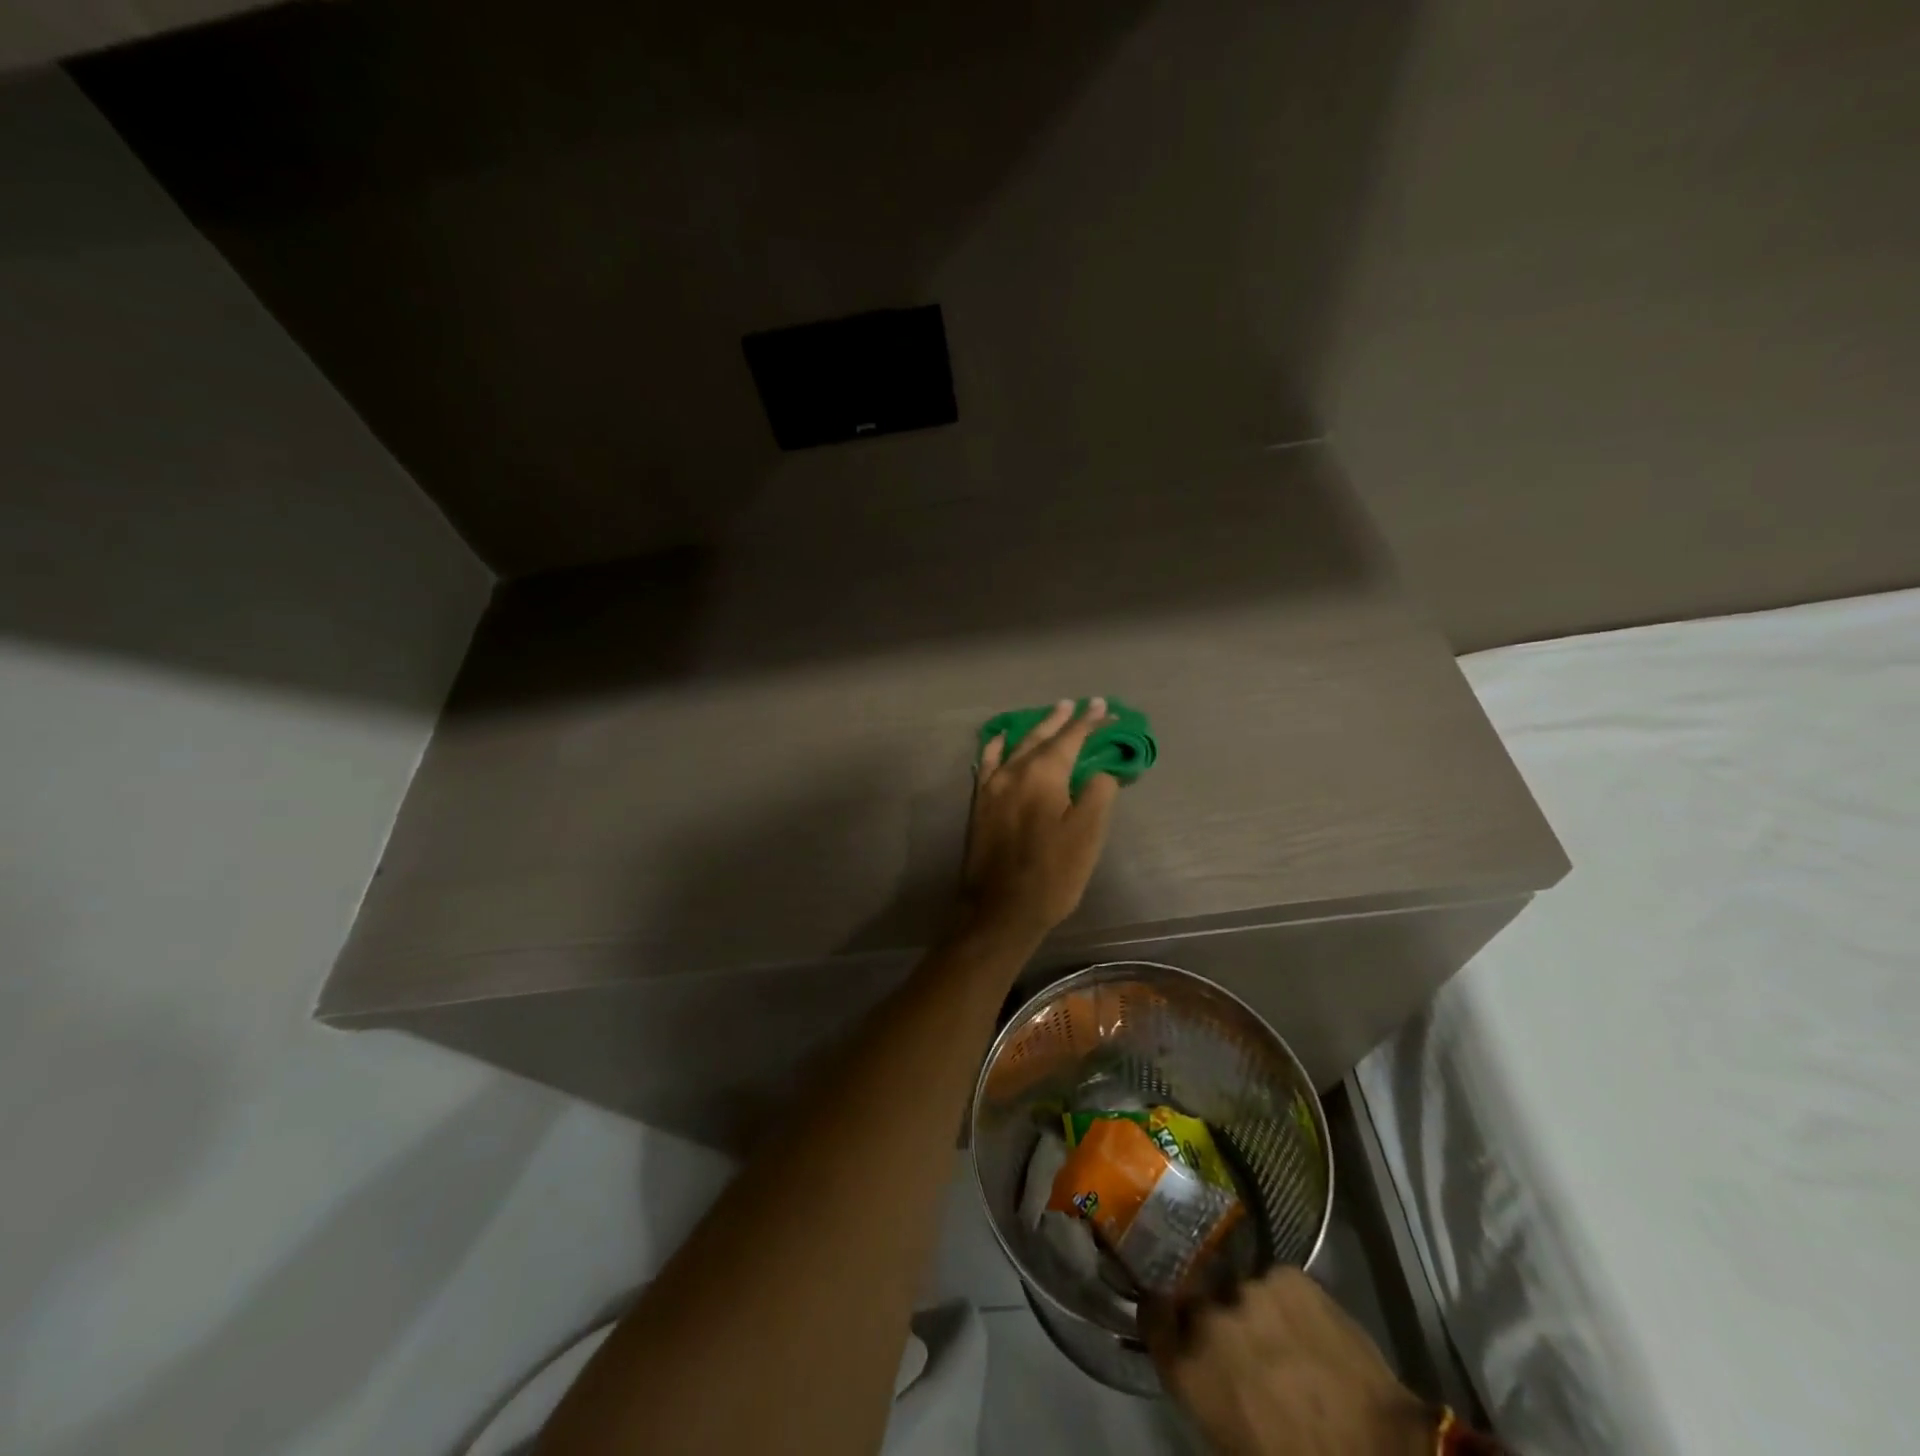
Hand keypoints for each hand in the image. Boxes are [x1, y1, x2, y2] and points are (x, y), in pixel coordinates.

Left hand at [962, 697, 1118, 937]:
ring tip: (1053, 713)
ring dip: (1037, 728)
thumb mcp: (1088, 835)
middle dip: (1065, 719)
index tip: (1105, 708)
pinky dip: (997, 746)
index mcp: (1042, 774)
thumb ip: (1097, 793)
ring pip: (1017, 745)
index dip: (1090, 723)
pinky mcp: (980, 803)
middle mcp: (1014, 771)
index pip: (1071, 738)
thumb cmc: (1051, 875)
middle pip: (1043, 736)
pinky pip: (988, 762)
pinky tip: (1001, 739)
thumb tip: (1097, 772)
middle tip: (1082, 704)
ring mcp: (992, 786)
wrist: (999, 910)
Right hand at [1145, 1268, 1432, 1455]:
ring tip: (1278, 1334)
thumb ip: (1205, 1393)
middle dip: (1208, 1313)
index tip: (1168, 1315)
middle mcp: (1208, 1318)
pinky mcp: (1287, 1275)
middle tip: (1236, 1338)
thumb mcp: (1234, 1445)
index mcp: (1189, 1368)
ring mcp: (1248, 1289)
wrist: (1380, 1453)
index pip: (1152, 1317)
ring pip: (1239, 1290)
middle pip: (1194, 1298)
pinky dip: (1284, 1301)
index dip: (1160, 1315)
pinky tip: (1305, 1326)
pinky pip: (1275, 1283)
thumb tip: (1200, 1365)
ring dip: (1250, 1309)